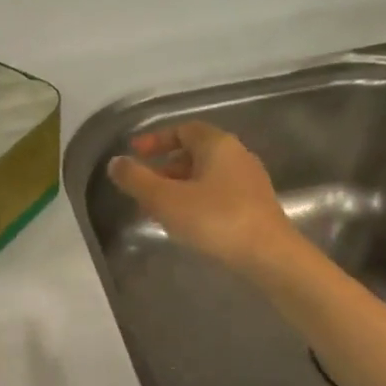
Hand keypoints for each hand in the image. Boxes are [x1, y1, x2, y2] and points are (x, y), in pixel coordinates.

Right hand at [108, 123, 297, 271]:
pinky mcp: (255, 206)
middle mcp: (237, 156)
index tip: (134, 154)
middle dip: (164, 168)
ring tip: (157, 209)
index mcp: (217, 144)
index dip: (156, 139)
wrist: (269, 256)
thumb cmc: (215, 219)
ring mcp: (249, 182)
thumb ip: (136, 179)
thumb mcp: (165, 199)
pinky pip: (217, 194)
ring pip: (205, 176)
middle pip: (194, 153)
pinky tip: (184, 223)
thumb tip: (116, 163)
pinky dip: (194, 201)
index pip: (183, 129)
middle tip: (142, 187)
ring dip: (178, 187)